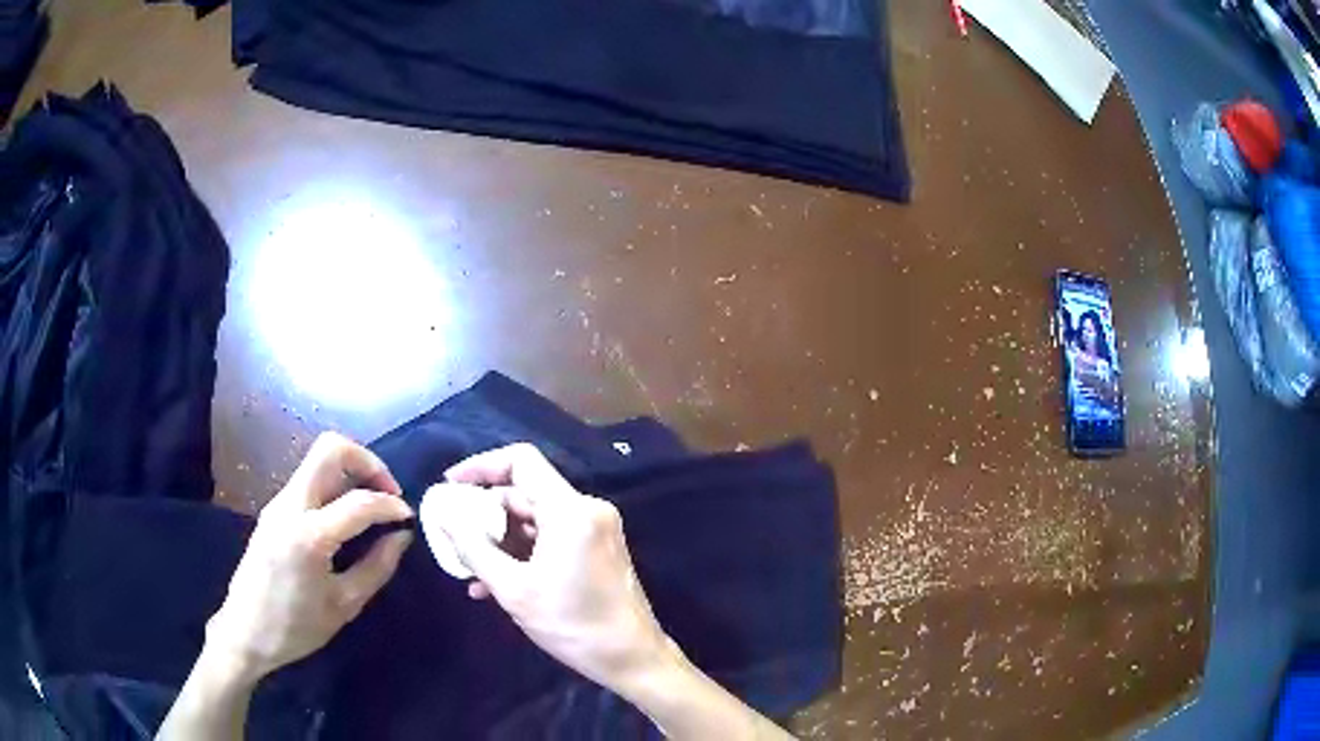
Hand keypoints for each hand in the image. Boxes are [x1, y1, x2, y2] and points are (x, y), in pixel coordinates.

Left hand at [206, 432, 413, 680]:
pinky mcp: (274, 510)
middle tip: (388, 491)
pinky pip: (308, 480)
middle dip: (367, 461)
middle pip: (329, 449)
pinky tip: (347, 516)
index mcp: (308, 536)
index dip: (390, 504)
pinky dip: (334, 484)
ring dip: (350, 470)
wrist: (245, 631)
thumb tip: (401, 536)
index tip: (408, 517)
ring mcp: (278, 503)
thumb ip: (377, 567)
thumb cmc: (296, 627)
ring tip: (372, 505)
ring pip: (318, 460)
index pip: (359, 502)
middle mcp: (289, 506)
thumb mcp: (344, 605)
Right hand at [423, 444, 671, 690]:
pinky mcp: (598, 549)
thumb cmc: (572, 625)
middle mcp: (587, 509)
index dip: (481, 466)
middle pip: (526, 492)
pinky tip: (494, 582)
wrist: (631, 658)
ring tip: (469, 567)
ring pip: (536, 518)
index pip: (521, 461)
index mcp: (571, 510)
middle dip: (486, 513)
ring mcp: (596, 529)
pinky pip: (552, 537)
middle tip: (454, 534)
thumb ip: (473, 548)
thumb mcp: (513, 589)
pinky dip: (523, 551)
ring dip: (501, 538)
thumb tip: (443, 517)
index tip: (451, 486)